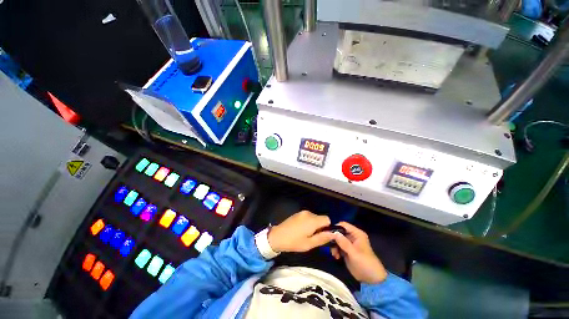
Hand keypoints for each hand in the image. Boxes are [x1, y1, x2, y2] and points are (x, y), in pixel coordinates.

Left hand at [268, 210, 334, 252]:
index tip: (322, 236)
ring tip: (307, 234)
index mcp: (313, 220)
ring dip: (314, 225)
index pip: (327, 219)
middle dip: (320, 227)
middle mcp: (309, 213)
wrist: (277, 236)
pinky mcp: (298, 213)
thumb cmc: (294, 242)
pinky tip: (301, 230)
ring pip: (314, 217)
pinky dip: (308, 222)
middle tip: (314, 237)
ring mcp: (302, 212)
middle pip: (321, 218)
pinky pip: (308, 217)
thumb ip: (322, 238)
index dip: (327, 228)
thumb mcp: (309, 244)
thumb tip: (334, 234)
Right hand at [330, 222, 387, 283]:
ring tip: (334, 254)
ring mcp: (349, 243)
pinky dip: (335, 250)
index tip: (328, 235)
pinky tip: (336, 257)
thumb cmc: (365, 263)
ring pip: (337, 239)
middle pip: (339, 232)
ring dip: (334, 246)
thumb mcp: (354, 253)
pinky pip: (338, 246)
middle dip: (334, 239)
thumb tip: (334, 233)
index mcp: (356, 233)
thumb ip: (344, 243)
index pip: (343, 225)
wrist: (372, 279)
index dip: (335, 228)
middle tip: (330, 246)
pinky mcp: (346, 250)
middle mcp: (352, 236)